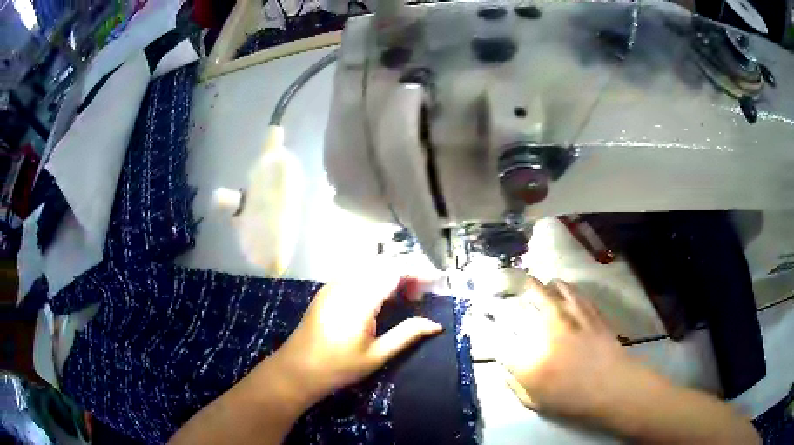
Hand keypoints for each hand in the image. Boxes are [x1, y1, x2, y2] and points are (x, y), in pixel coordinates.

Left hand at [269, 275, 442, 409]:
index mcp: (359, 299)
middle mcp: (345, 284)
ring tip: (405, 297)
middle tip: (421, 295)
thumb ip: (406, 335)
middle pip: (383, 263)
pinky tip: (382, 298)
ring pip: (370, 266)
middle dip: (407, 271)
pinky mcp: (328, 290)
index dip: (418, 270)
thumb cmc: (337, 367)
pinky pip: (357, 274)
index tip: (437, 280)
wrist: (297, 369)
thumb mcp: (376, 355)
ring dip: (391, 274)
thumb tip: (435, 324)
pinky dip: (376, 278)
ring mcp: (334, 285)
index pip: (394, 270)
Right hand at [499, 277, 645, 419]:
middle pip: (521, 303)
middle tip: (503, 281)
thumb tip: (502, 367)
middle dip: (509, 289)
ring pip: (548, 289)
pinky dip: (562, 286)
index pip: (498, 336)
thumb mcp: (535, 402)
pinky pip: (571, 291)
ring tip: (531, 281)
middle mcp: (546, 332)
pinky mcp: (587, 311)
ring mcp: (569, 317)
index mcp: (528, 360)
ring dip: (537, 283)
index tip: (481, 317)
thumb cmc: (572, 400)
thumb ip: (514, 384)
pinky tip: (559, 286)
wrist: (612, 386)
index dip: (486, 324)